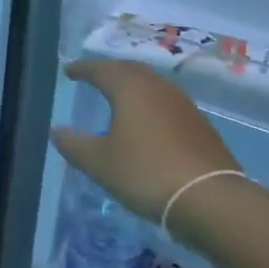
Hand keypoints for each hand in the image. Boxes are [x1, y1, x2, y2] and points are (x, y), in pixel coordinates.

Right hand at [51, 58, 243, 221]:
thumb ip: (74, 144)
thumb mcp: (99, 162)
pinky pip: (167, 103)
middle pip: (130, 70)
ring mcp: (183, 105)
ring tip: (119, 97)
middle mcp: (158, 88)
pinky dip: (150, 104)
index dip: (82, 69)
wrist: (210, 199)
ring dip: (132, 86)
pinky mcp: (200, 125)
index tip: (68, 71)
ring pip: (152, 85)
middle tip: (93, 77)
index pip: (101, 69)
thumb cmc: (145, 173)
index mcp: (130, 89)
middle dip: (109, 71)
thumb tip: (58, 131)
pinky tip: (148, 122)